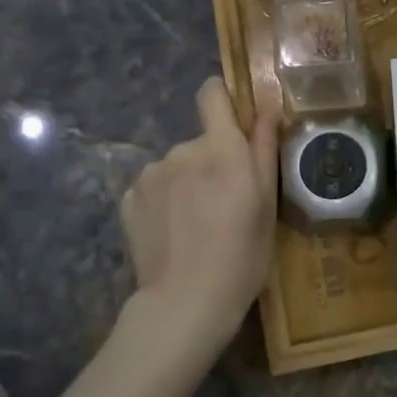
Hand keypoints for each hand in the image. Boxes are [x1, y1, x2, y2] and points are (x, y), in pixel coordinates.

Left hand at [118, 78, 279, 367]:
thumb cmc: (242, 255)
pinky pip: (154, 187)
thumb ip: (264, 149)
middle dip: (213, 161)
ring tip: (197, 224)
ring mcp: (151, 174)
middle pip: (200, 140)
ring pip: (176, 166)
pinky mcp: (129, 198)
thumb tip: (267, 108)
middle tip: (226, 203)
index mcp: (221, 148)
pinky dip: (164, 201)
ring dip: (187, 183)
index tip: (233, 123)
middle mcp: (182, 150)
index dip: (222, 100)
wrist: (186, 303)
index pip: (212, 94)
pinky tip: (173, 233)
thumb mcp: (267, 204)